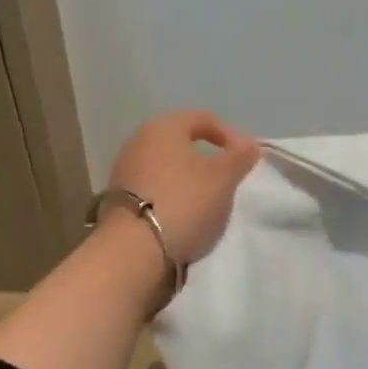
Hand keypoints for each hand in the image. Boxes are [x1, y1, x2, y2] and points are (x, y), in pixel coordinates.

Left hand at [106, 110, 262, 263]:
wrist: (134, 250)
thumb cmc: (184, 202)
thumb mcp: (223, 178)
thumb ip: (239, 157)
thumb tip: (249, 143)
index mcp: (163, 127)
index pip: (203, 118)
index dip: (230, 135)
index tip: (246, 160)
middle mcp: (138, 141)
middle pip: (182, 143)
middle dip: (208, 159)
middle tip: (228, 180)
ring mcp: (125, 171)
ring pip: (167, 167)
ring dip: (189, 180)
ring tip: (208, 202)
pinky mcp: (118, 199)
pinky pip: (154, 189)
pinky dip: (172, 196)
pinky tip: (184, 216)